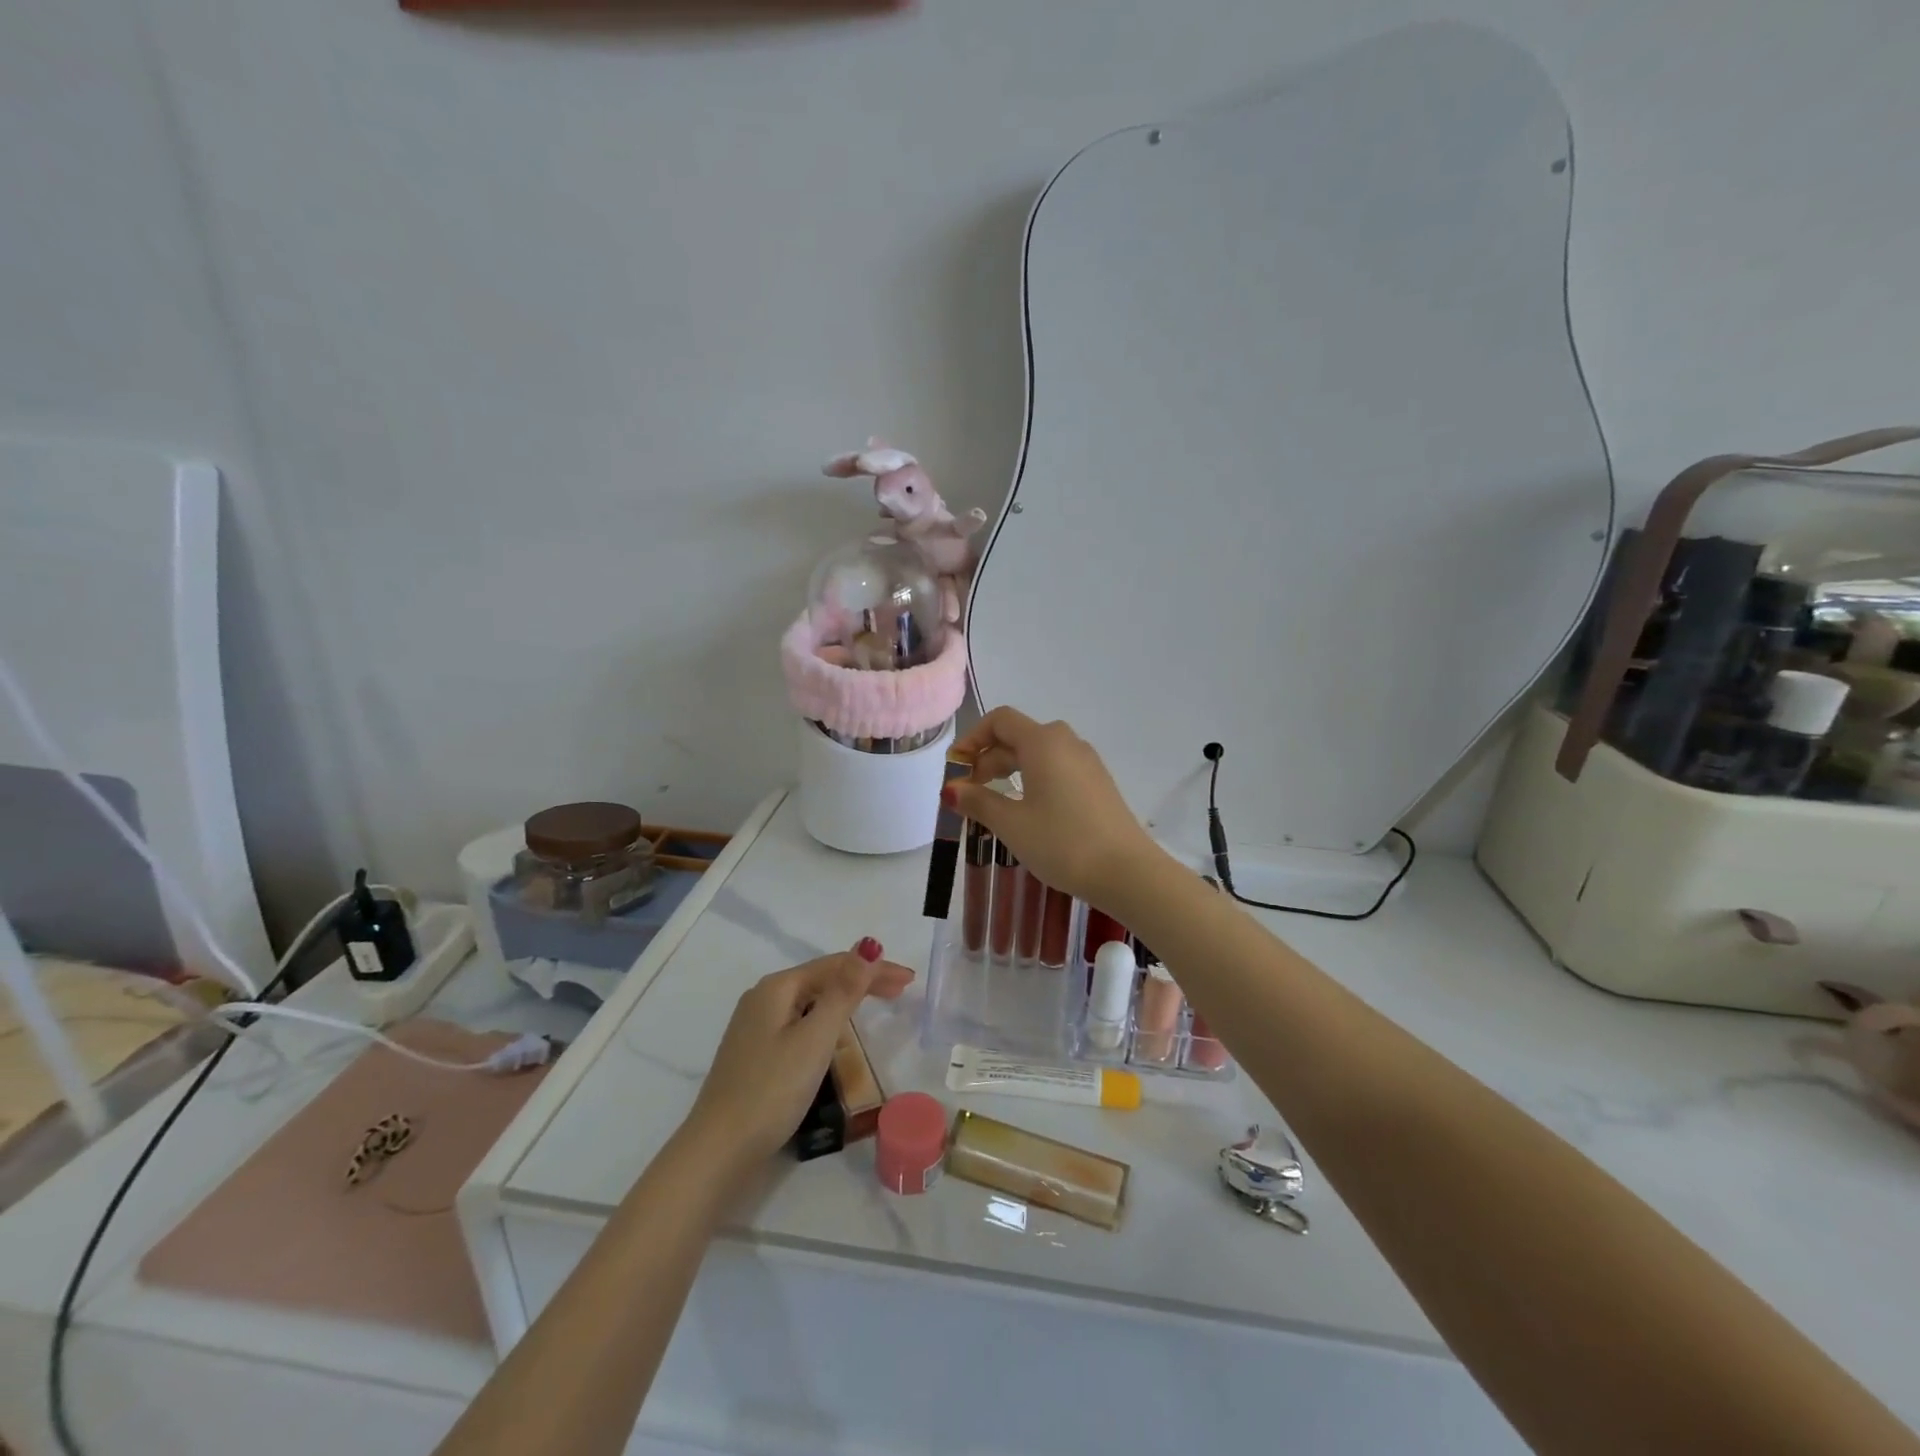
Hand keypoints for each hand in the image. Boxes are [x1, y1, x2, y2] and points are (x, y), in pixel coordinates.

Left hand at [685, 940, 913, 1176]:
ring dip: (846, 998)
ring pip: (811, 1000)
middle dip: (862, 980)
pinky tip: (836, 1031)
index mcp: (777, 987)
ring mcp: (756, 1025)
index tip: (908, 980)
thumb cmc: (772, 1090)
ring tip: (876, 1005)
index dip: (874, 968)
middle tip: (901, 990)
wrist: (718, 1150)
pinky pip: (800, 1020)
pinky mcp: (756, 1051)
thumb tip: (867, 946)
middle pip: (822, 978)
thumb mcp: (815, 1039)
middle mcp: (764, 997)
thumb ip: (844, 992)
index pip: (835, 965)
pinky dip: (827, 1018)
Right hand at [947, 708, 1160, 906]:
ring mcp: (1087, 762)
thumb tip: (951, 789)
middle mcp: (1067, 742)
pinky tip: (1027, 810)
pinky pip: (1058, 768)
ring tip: (994, 803)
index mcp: (1043, 742)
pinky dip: (1034, 779)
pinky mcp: (1098, 783)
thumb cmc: (1062, 843)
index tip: (956, 768)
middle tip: (970, 793)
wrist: (1127, 872)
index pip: (1000, 720)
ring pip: (1039, 754)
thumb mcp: (1011, 824)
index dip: (972, 738)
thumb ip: (978, 801)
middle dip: (988, 759)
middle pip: (1018, 736)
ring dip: (1010, 770)